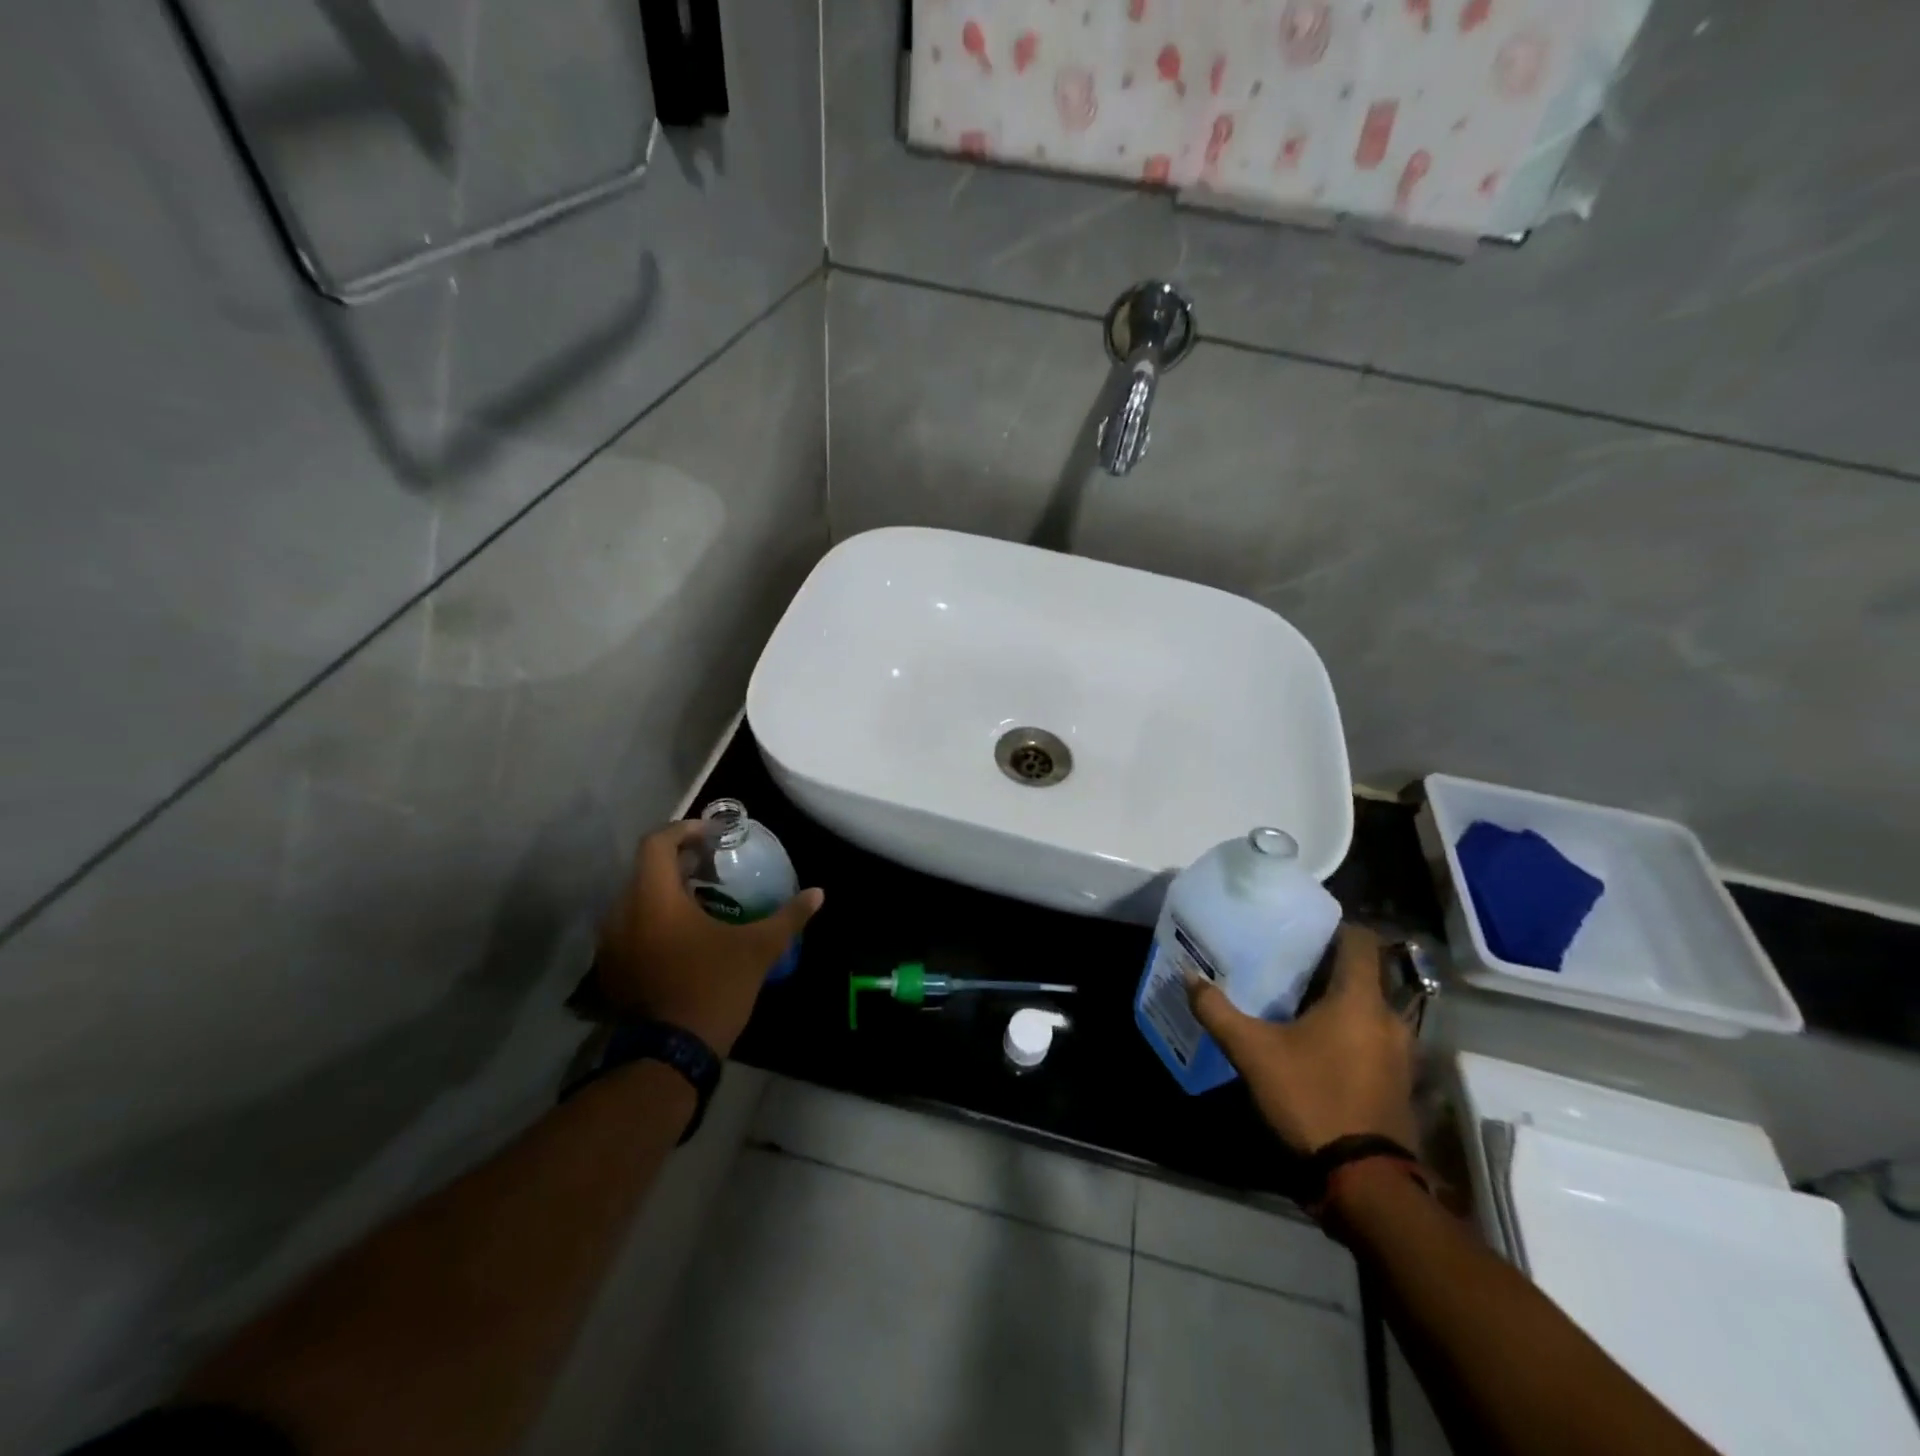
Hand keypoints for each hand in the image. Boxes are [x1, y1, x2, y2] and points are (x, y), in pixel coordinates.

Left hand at [596, 820, 823, 1056]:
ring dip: (664, 890)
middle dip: (678, 860)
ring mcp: (612, 943)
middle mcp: (623, 913)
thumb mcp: (758, 949)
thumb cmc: (715, 987)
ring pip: (635, 898)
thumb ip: (788, 916)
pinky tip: (681, 934)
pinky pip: (629, 926)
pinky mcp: (612, 968)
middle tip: (712, 866)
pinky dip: (653, 917)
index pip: (657, 843)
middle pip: (645, 868)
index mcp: (655, 899)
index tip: (713, 836)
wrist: (671, 1054)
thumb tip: (818, 893)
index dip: (685, 830)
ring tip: (700, 898)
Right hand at [1186, 923, 1417, 1154]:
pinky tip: (1316, 1043)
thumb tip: (1189, 977)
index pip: (1361, 941)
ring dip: (1339, 1001)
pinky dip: (1349, 1031)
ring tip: (1296, 1002)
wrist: (1364, 1181)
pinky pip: (1373, 1037)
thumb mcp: (1252, 1053)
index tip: (1301, 927)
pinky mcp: (1398, 1081)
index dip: (1335, 927)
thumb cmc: (1311, 1099)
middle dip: (1328, 966)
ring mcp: (1400, 1053)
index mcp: (1360, 1000)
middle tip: (1287, 962)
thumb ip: (1218, 1011)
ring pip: (1368, 1008)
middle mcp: (1389, 1018)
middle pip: (1363, 974)